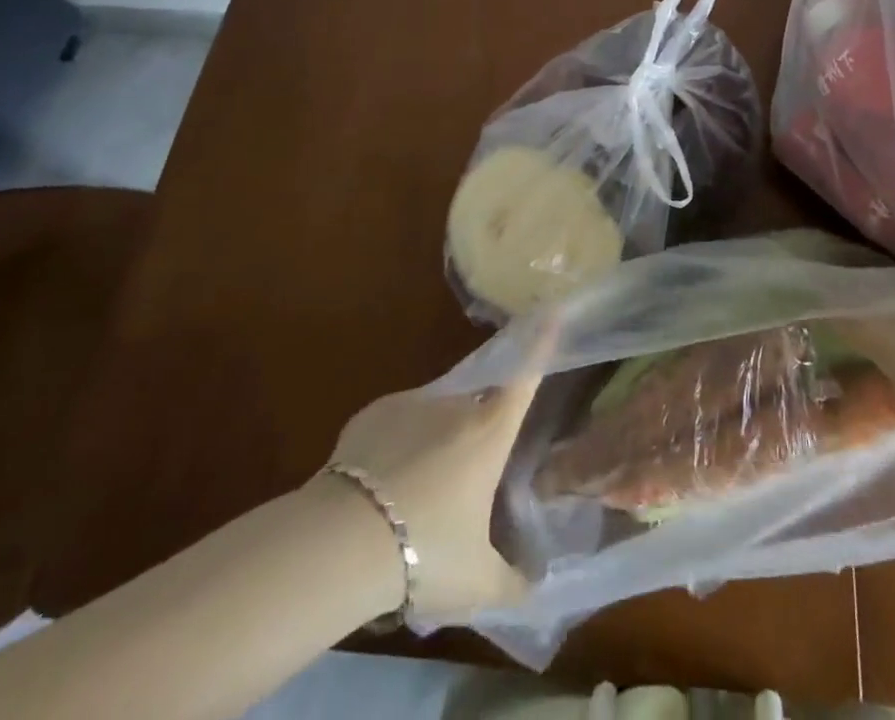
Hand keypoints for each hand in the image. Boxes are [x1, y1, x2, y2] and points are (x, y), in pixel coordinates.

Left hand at [322, 331, 552, 624]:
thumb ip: (512, 581)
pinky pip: (399, 423)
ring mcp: (412, 403)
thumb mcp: (476, 583)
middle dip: (478, 428)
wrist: (342, 540)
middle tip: (468, 475)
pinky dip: (400, 446)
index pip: (525, 376)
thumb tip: (534, 585)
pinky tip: (384, 487)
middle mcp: (456, 405)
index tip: (552, 309)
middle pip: (479, 402)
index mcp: (490, 432)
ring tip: (419, 495)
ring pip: (437, 414)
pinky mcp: (373, 412)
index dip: (542, 342)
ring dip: (438, 442)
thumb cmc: (425, 551)